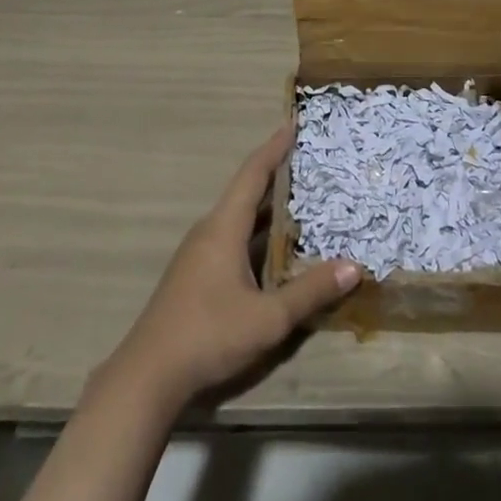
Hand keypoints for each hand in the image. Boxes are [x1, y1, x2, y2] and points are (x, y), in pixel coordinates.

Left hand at [106, 126, 359, 408]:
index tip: (293, 123)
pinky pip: (232, 238)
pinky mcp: (195, 275)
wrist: (147, 377)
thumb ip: (310, 292)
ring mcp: (199, 253)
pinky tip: (275, 250)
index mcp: (224, 227)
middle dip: (277, 173)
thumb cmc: (208, 335)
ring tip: (301, 199)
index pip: (253, 173)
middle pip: (246, 191)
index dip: (274, 147)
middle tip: (309, 161)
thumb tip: (354, 267)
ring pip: (239, 217)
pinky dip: (257, 233)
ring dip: (267, 207)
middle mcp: (210, 231)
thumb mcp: (268, 318)